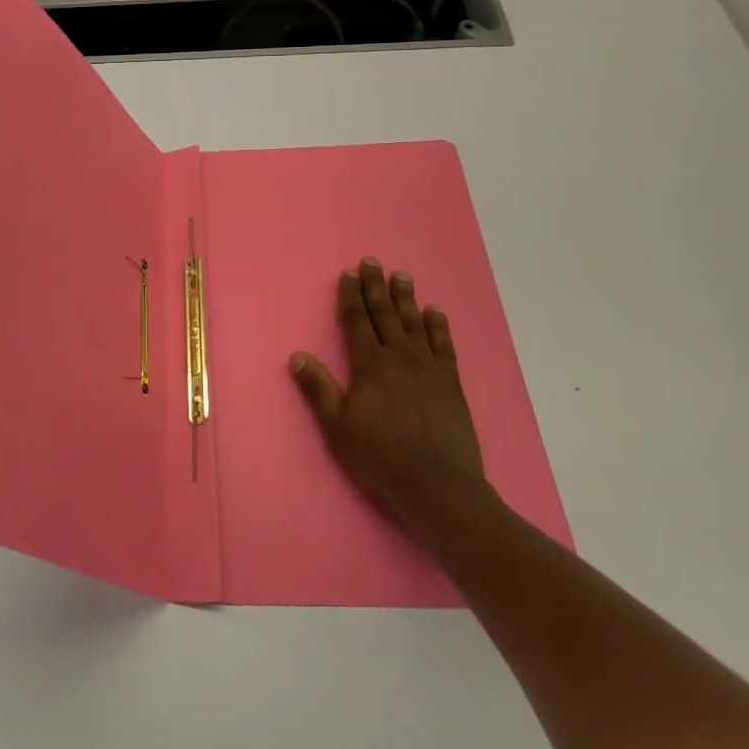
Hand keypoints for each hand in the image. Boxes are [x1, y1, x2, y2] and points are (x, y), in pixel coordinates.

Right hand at [289, 259, 492, 544]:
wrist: (438, 487)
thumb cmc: (380, 458)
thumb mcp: (338, 427)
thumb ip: (318, 389)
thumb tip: (296, 356)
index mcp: (370, 365)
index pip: (357, 322)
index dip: (351, 296)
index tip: (349, 274)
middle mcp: (399, 358)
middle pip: (385, 314)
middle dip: (376, 287)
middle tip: (372, 261)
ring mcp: (429, 369)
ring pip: (414, 324)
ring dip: (406, 298)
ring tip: (402, 276)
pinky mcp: (451, 384)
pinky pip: (444, 346)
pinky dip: (439, 327)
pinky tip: (435, 312)